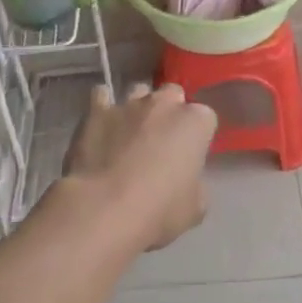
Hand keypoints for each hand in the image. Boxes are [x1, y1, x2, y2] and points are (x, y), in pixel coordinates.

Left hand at [61, 82, 216, 250]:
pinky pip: (101, 96)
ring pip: (139, 92)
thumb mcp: (194, 208)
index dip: (197, 136)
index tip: (190, 156)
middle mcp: (164, 104)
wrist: (103, 210)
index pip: (205, 118)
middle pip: (172, 95)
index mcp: (195, 122)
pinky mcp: (96, 111)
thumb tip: (185, 181)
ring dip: (138, 108)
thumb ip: (195, 184)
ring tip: (130, 134)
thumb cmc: (158, 211)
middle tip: (162, 142)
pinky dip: (103, 107)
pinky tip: (101, 125)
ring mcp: (129, 104)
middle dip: (169, 112)